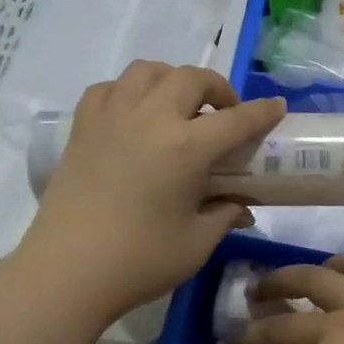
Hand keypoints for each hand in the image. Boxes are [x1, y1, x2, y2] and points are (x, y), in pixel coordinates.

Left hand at [20, 61, 285, 326]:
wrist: (67, 272)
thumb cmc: (139, 261)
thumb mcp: (196, 243)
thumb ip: (224, 216)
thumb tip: (241, 206)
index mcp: (186, 147)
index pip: (236, 119)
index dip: (261, 112)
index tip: (276, 107)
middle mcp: (150, 118)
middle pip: (191, 78)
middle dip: (216, 88)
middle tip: (224, 113)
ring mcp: (111, 117)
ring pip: (147, 71)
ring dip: (172, 80)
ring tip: (178, 105)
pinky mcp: (82, 128)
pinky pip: (108, 88)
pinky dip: (128, 91)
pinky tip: (133, 113)